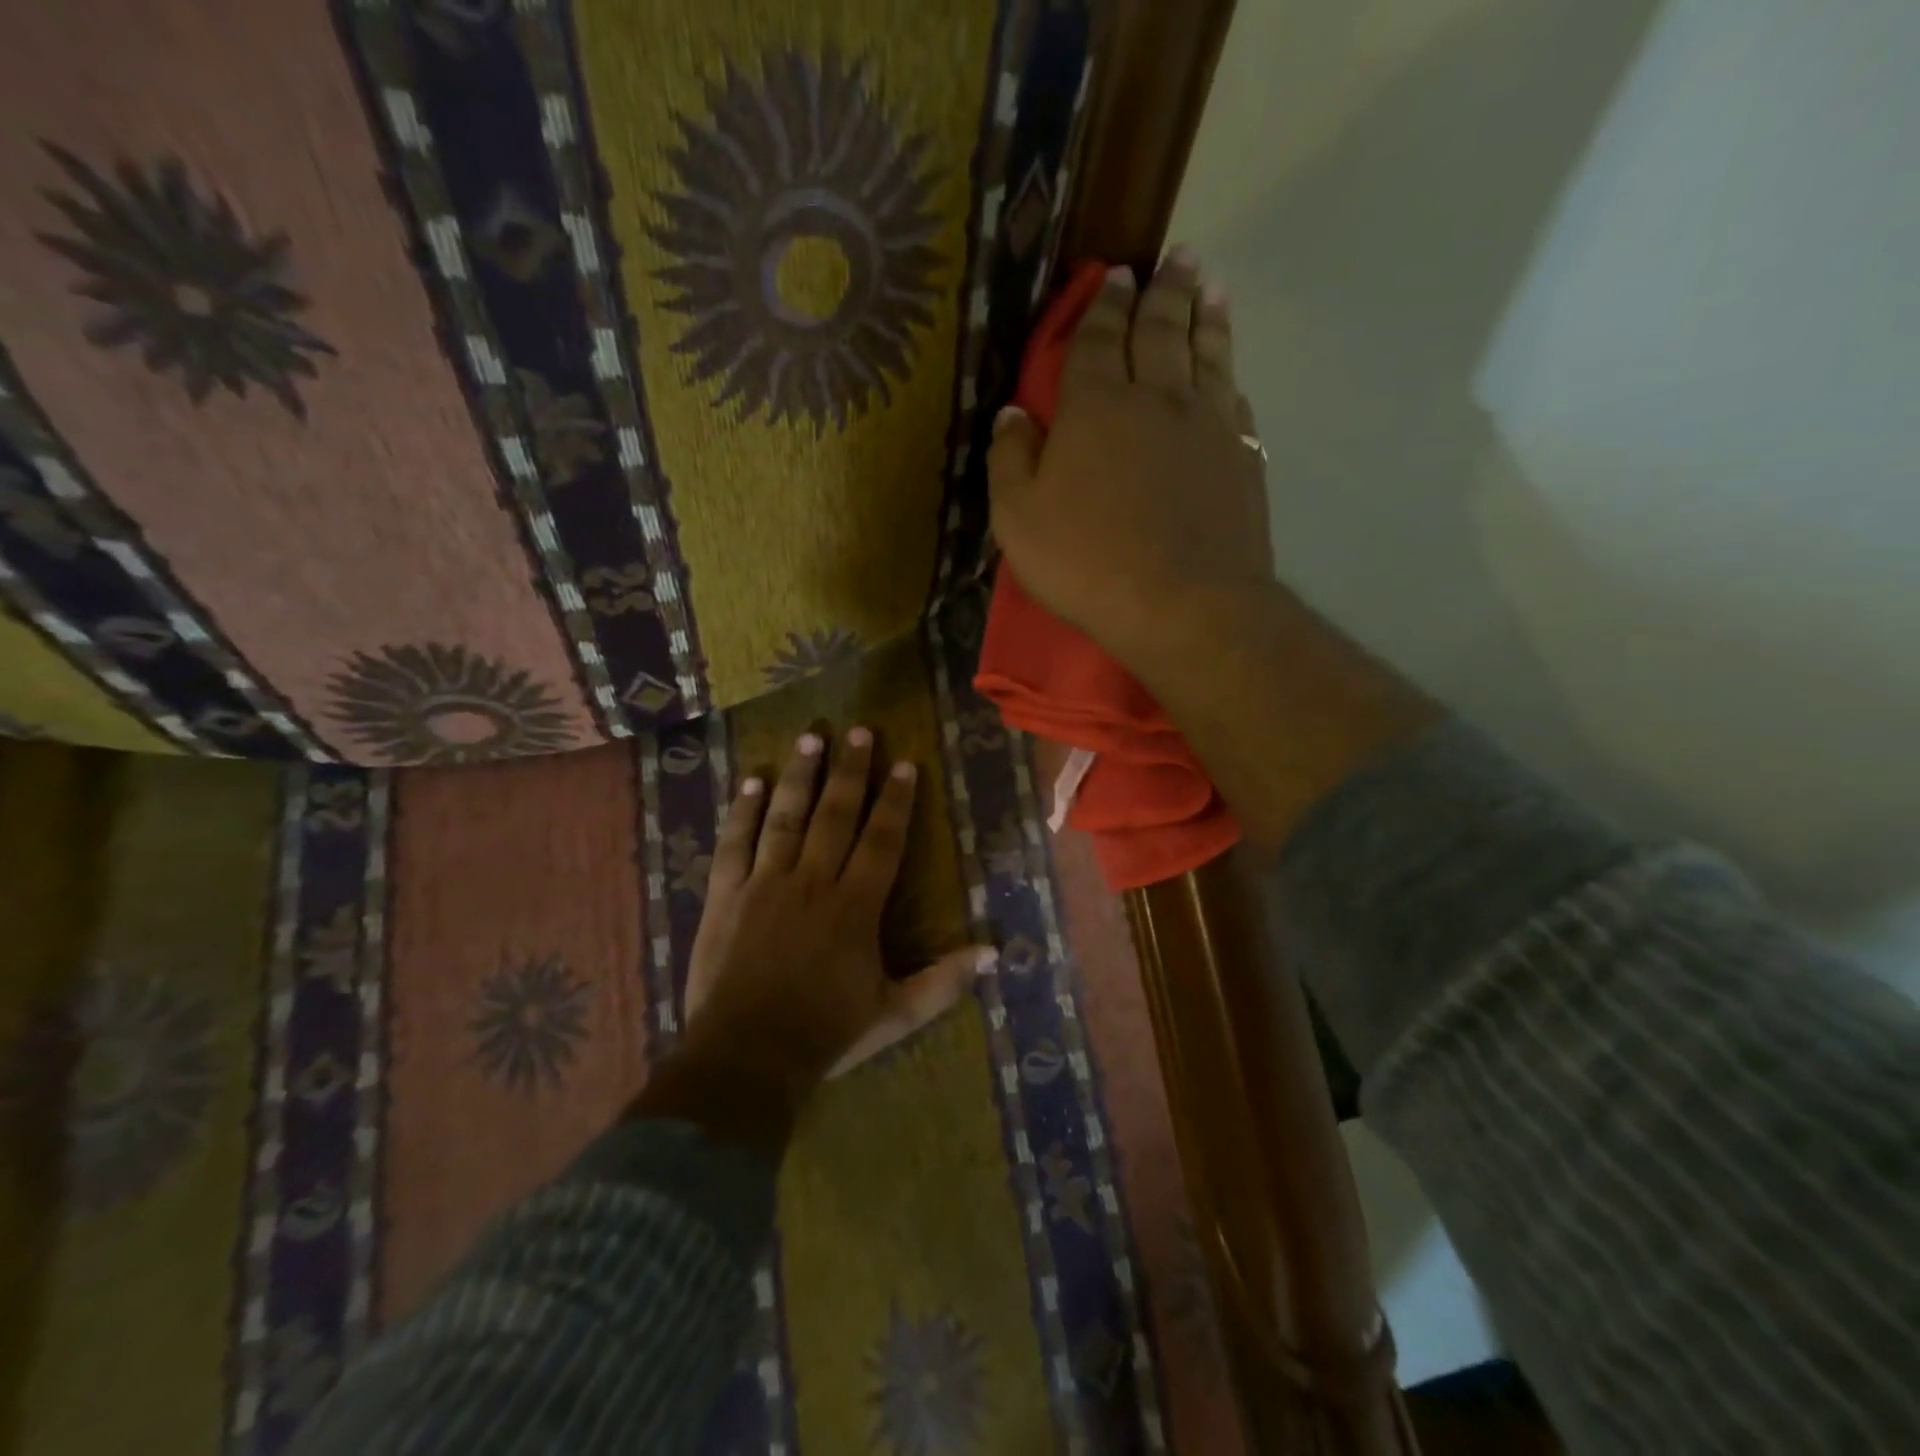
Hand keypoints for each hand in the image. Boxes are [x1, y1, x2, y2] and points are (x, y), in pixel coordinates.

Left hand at [683, 726, 991, 1085]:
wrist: (745, 1057)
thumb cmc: (825, 1034)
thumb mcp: (895, 1014)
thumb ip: (944, 982)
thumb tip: (994, 951)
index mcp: (855, 907)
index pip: (882, 840)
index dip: (896, 801)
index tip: (905, 764)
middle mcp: (812, 881)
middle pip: (835, 814)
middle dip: (851, 770)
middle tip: (860, 731)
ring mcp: (764, 884)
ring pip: (785, 816)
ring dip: (800, 775)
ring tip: (812, 737)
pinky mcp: (725, 895)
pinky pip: (734, 843)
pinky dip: (742, 810)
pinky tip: (750, 781)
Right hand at [987, 248, 1272, 676]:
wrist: (1185, 605)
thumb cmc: (1088, 564)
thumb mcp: (1018, 520)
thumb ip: (1010, 460)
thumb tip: (1012, 413)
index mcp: (1097, 407)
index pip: (1099, 339)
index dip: (1105, 304)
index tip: (1116, 274)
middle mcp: (1158, 399)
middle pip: (1162, 330)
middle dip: (1165, 290)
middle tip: (1177, 257)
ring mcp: (1208, 425)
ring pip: (1207, 353)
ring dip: (1207, 315)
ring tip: (1210, 284)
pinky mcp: (1243, 457)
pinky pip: (1235, 400)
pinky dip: (1229, 375)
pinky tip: (1228, 371)